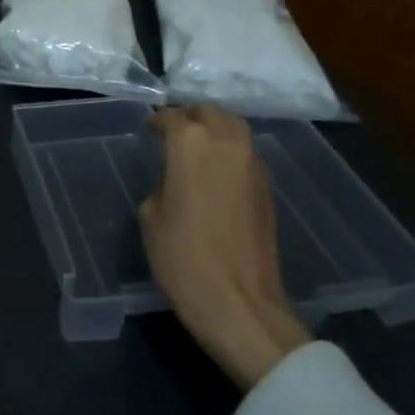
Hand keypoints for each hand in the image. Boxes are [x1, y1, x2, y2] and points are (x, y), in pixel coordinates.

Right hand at [140, 104, 309, 388]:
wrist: (238, 302)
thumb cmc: (182, 257)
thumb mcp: (151, 215)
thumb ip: (162, 182)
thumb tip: (175, 176)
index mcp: (191, 143)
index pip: (172, 117)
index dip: (157, 122)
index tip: (148, 130)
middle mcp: (226, 142)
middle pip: (210, 112)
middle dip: (190, 115)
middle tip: (174, 128)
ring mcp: (252, 164)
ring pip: (234, 127)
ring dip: (214, 127)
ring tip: (196, 144)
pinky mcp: (267, 187)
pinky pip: (245, 153)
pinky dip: (230, 150)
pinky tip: (215, 170)